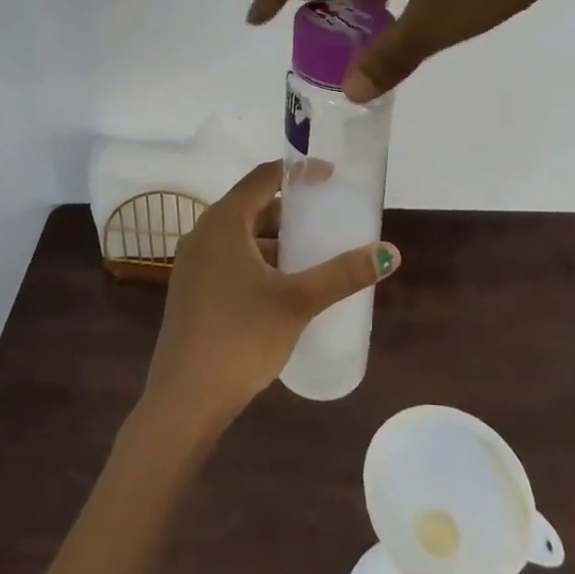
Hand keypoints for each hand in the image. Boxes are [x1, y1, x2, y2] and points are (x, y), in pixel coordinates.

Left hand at [144, 161, 399, 425]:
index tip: (330, 177)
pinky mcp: (193, 291)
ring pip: (242, 236)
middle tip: (328, 219)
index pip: (264, 176)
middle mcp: (204, 232)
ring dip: (276, 240)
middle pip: (253, 206)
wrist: (183, 401)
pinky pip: (231, 259)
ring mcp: (194, 263)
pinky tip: (284, 287)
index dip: (298, 172)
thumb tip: (390, 253)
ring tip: (313, 254)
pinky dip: (259, 261)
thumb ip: (342, 274)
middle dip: (291, 211)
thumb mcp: (297, 302)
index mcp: (224, 221)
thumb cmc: (240, 338)